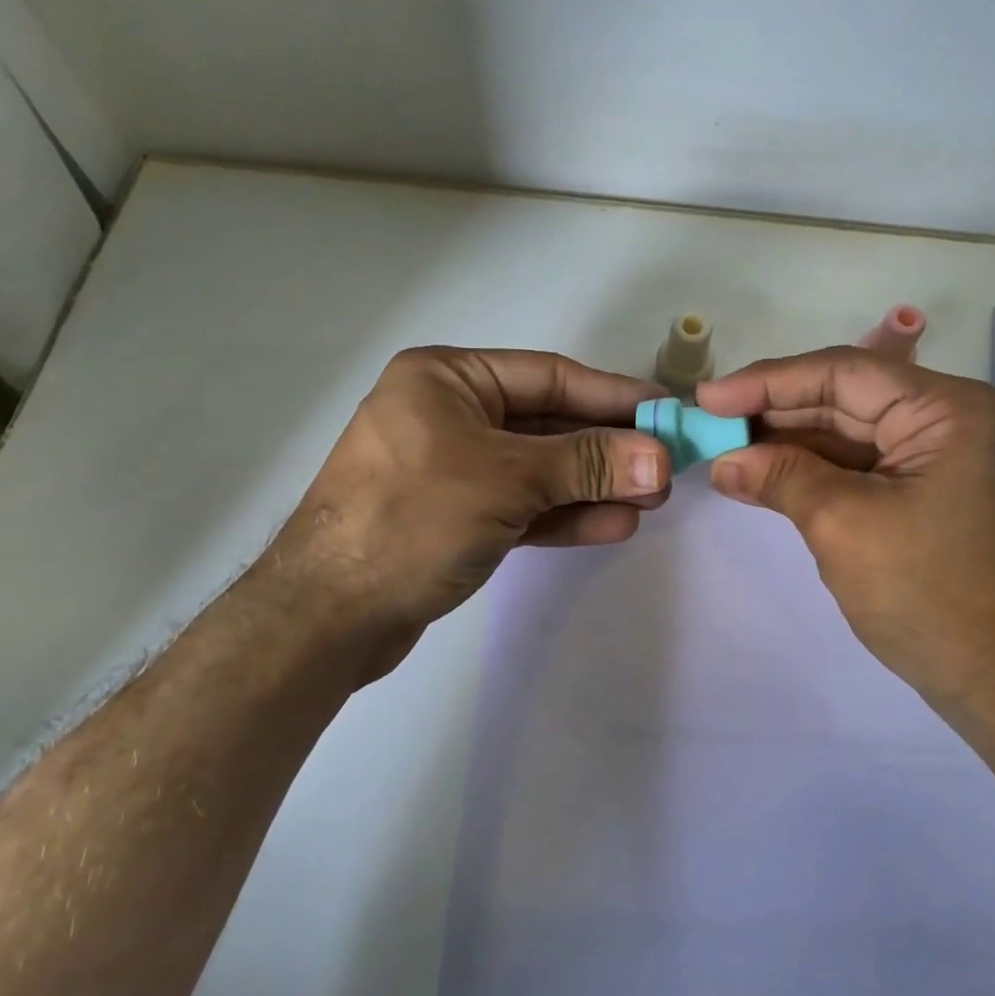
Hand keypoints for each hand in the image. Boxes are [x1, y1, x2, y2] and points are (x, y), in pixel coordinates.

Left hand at [259, 347, 670, 674]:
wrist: (326, 618)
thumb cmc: (413, 519)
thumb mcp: (508, 480)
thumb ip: (587, 464)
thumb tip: (662, 457)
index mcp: (447, 380)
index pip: (549, 377)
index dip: (613, 395)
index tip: (667, 411)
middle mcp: (449, 415)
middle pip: (548, 425)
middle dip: (608, 448)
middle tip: (668, 466)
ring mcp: (452, 469)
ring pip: (539, 470)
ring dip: (594, 485)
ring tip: (652, 500)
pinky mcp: (457, 518)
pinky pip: (522, 506)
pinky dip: (565, 515)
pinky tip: (615, 524)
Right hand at [696, 347, 994, 711]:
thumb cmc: (930, 595)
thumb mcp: (844, 525)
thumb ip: (781, 478)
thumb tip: (724, 461)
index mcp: (948, 410)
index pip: (843, 373)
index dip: (768, 382)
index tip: (708, 397)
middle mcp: (951, 421)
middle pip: (847, 399)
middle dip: (775, 412)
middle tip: (710, 421)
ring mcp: (944, 460)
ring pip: (851, 435)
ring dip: (789, 443)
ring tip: (727, 447)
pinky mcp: (932, 495)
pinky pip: (863, 468)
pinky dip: (815, 472)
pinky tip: (768, 475)